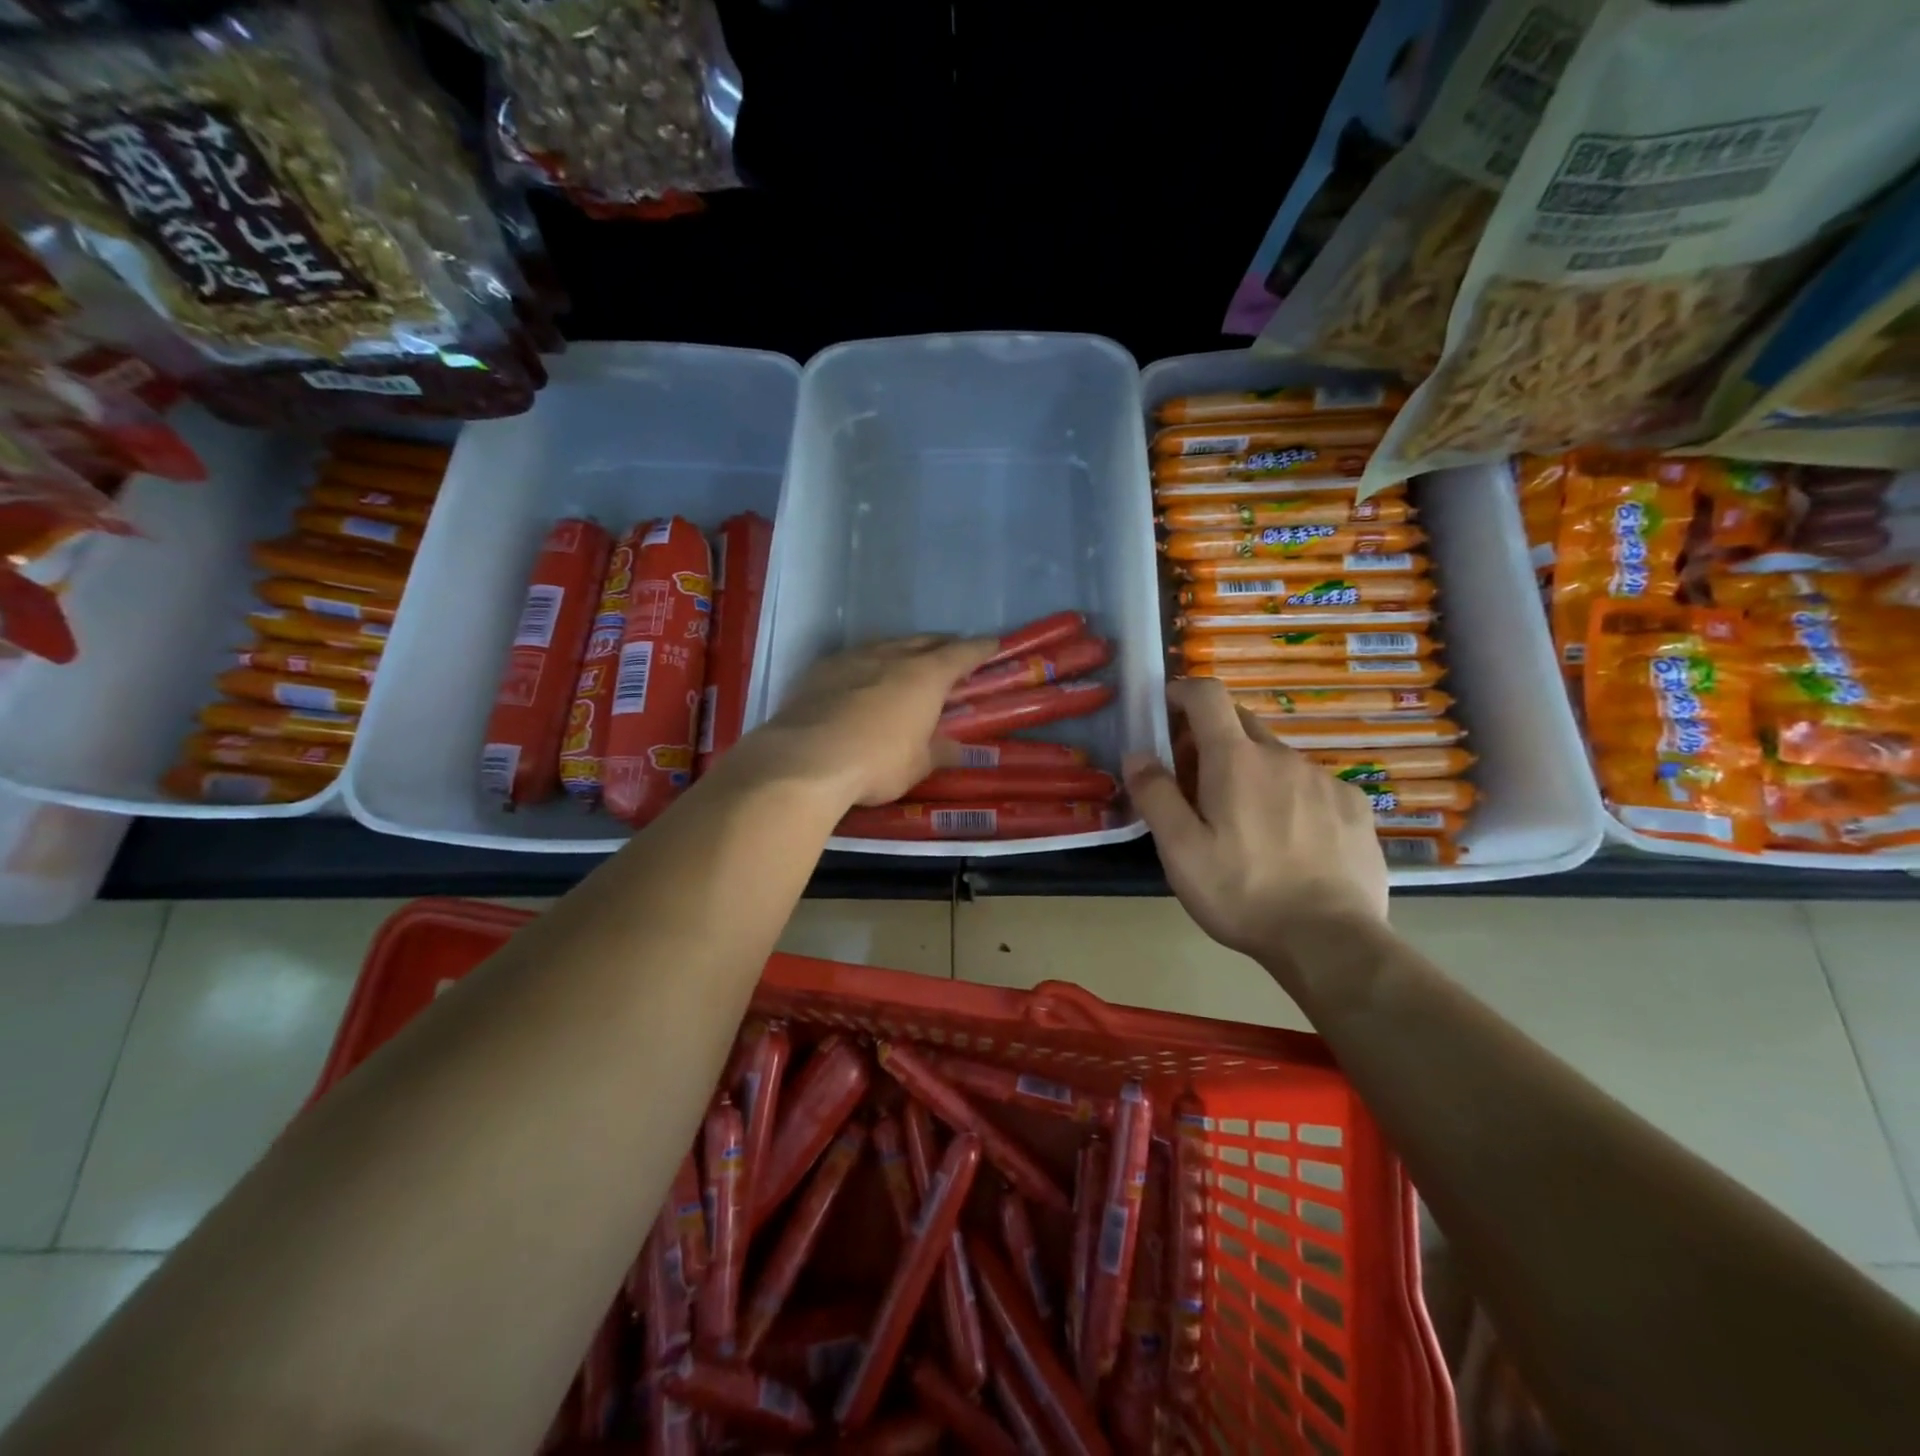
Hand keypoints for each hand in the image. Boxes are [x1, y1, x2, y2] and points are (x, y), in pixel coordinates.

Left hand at [745, 634, 998, 808]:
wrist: (804, 760)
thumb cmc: (875, 763)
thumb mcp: (916, 766)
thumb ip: (938, 751)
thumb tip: (956, 748)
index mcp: (924, 676)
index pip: (961, 654)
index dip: (979, 649)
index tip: (992, 644)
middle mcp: (891, 657)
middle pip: (923, 642)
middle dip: (941, 645)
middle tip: (951, 652)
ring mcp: (851, 659)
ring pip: (885, 645)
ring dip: (902, 650)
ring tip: (907, 660)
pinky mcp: (819, 670)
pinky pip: (852, 659)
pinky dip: (866, 664)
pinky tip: (861, 677)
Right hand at [1123, 677, 1387, 961]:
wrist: (1330, 941)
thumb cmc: (1241, 892)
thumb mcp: (1179, 850)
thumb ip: (1154, 795)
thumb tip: (1137, 754)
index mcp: (1236, 760)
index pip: (1207, 696)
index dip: (1183, 691)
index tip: (1166, 709)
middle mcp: (1282, 756)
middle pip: (1240, 722)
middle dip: (1211, 736)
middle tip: (1195, 779)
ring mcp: (1324, 779)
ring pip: (1276, 757)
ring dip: (1251, 769)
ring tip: (1244, 820)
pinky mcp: (1354, 806)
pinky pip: (1311, 784)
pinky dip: (1290, 794)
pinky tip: (1290, 838)